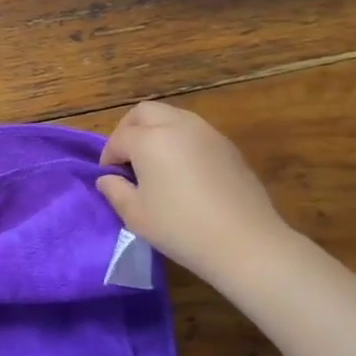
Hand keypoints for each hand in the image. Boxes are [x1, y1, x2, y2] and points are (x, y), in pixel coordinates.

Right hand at [97, 100, 293, 279]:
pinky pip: (195, 131)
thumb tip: (108, 178)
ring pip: (172, 116)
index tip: (110, 177)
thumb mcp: (135, 215)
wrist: (247, 244)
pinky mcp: (229, 147)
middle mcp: (178, 126)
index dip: (108, 157)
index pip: (119, 138)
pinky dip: (180, 141)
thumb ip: (114, 190)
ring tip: (155, 163)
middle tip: (127, 159)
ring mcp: (207, 133)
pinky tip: (184, 171)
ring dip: (156, 131)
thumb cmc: (181, 228)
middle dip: (129, 130)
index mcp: (150, 139)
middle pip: (144, 112)